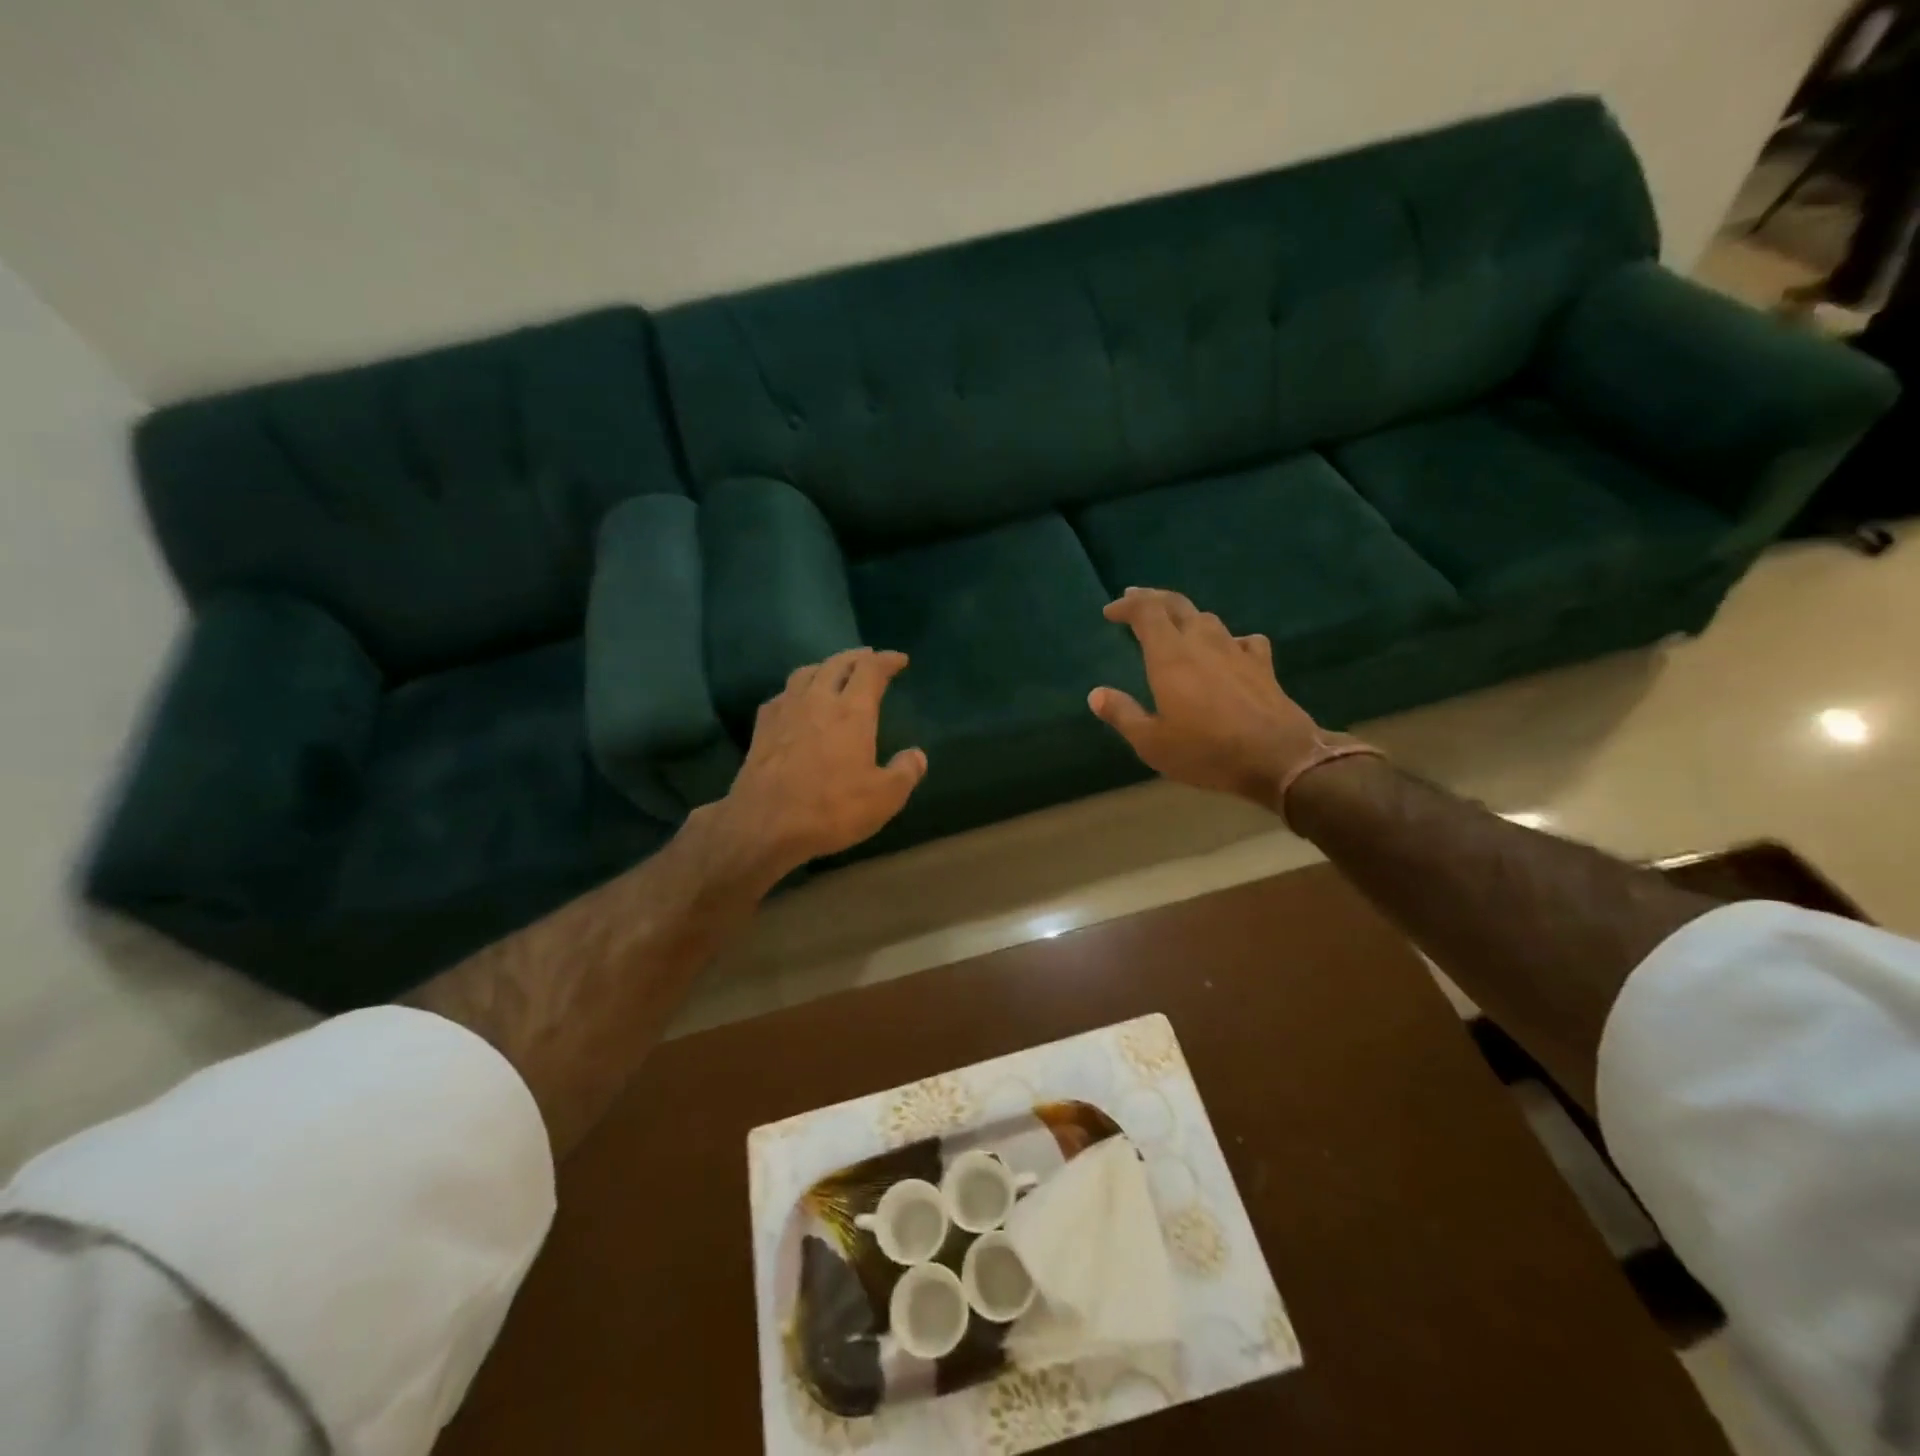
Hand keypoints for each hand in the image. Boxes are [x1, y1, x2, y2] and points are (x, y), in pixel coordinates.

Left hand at [711, 647, 926, 878]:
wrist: (764, 824)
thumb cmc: (830, 808)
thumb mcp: (884, 798)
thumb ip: (905, 772)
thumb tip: (917, 755)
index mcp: (852, 712)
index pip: (871, 670)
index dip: (887, 660)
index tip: (899, 659)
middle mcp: (818, 701)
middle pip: (837, 664)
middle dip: (857, 657)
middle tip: (869, 658)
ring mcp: (786, 711)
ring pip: (806, 673)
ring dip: (825, 666)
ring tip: (834, 672)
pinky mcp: (762, 727)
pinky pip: (782, 695)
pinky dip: (797, 689)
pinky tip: (797, 701)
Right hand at [1088, 588, 1377, 816]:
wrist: (1278, 757)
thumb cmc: (1206, 750)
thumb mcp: (1152, 742)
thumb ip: (1122, 714)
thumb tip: (1096, 694)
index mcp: (1170, 656)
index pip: (1146, 611)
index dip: (1127, 605)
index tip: (1110, 611)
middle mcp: (1202, 642)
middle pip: (1177, 604)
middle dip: (1152, 598)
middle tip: (1134, 599)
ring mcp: (1236, 650)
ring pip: (1207, 618)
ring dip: (1186, 616)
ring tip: (1174, 625)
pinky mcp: (1262, 665)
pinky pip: (1241, 639)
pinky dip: (1227, 639)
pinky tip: (1227, 649)